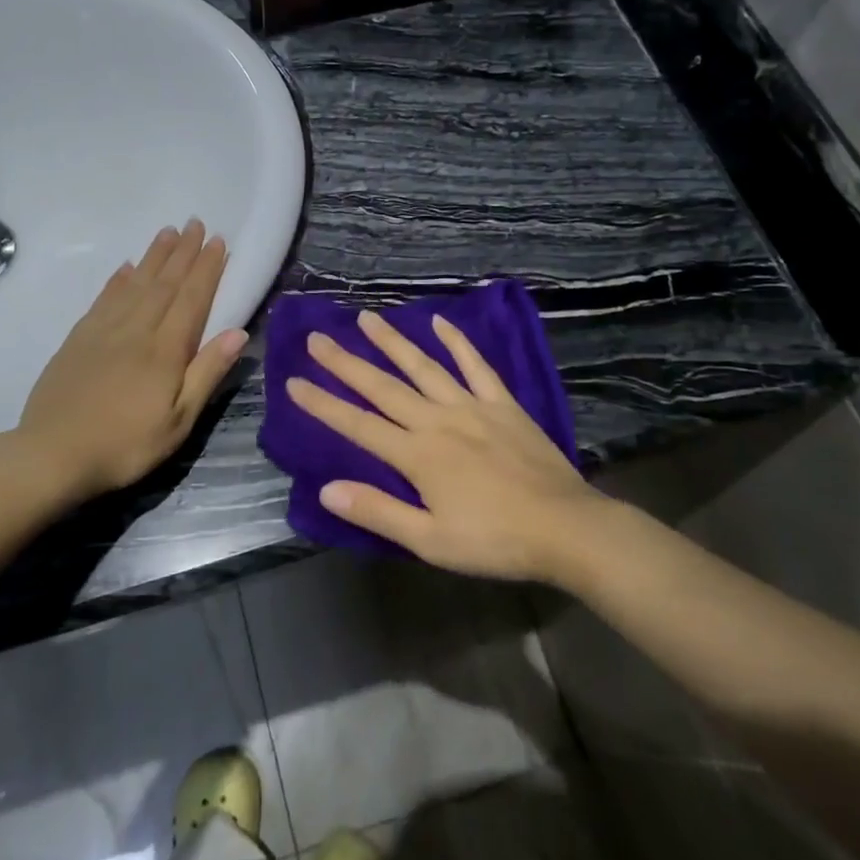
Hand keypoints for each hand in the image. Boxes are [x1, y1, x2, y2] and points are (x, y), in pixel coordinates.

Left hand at [17, 221, 247, 499]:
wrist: (52, 454)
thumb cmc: (126, 445)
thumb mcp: (179, 421)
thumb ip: (206, 373)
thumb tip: (238, 332)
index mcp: (165, 350)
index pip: (192, 298)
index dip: (207, 268)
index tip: (218, 241)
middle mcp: (136, 330)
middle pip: (165, 283)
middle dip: (184, 252)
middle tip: (196, 223)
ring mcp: (103, 331)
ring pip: (135, 284)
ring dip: (154, 256)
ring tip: (168, 232)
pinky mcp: (78, 339)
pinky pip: (104, 299)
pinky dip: (118, 280)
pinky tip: (126, 268)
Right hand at [286, 311, 610, 582]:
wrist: (566, 528)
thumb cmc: (494, 540)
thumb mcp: (430, 540)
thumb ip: (378, 511)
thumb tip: (326, 489)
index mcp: (417, 455)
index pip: (358, 425)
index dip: (323, 404)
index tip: (293, 382)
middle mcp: (437, 421)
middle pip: (383, 387)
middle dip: (346, 363)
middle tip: (317, 337)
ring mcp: (472, 407)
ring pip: (423, 367)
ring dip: (392, 342)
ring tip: (366, 319)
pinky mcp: (503, 404)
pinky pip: (476, 366)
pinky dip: (457, 343)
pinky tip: (440, 322)